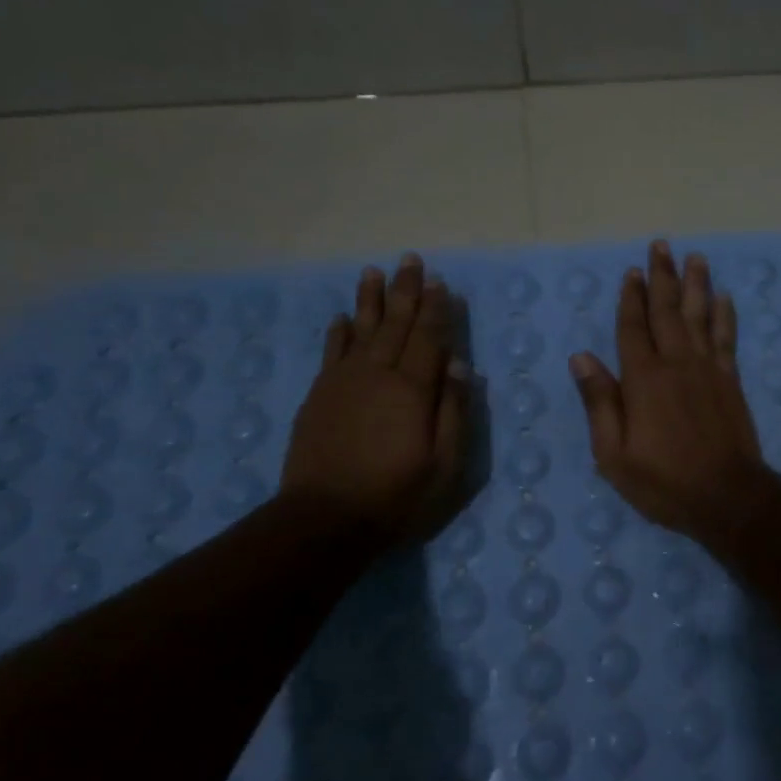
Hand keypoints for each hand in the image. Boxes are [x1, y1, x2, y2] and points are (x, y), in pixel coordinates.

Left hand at [280, 253, 470, 542]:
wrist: (324, 520)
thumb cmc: (396, 496)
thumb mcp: (445, 465)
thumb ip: (454, 412)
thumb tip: (461, 366)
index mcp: (412, 390)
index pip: (430, 339)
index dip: (438, 310)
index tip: (442, 283)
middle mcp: (377, 375)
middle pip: (396, 325)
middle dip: (407, 292)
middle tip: (411, 260)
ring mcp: (343, 383)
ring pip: (361, 330)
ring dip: (370, 301)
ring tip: (374, 272)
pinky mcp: (319, 396)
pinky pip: (331, 353)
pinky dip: (339, 333)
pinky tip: (342, 318)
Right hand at [569, 240, 771, 547]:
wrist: (727, 497)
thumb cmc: (664, 482)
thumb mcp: (614, 454)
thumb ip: (600, 402)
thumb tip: (582, 357)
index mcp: (643, 380)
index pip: (633, 328)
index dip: (631, 299)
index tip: (632, 272)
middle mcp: (676, 364)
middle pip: (668, 311)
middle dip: (663, 277)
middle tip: (662, 246)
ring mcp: (708, 370)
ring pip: (700, 316)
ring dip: (697, 285)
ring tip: (695, 258)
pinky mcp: (731, 381)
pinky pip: (726, 339)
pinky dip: (725, 316)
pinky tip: (724, 298)